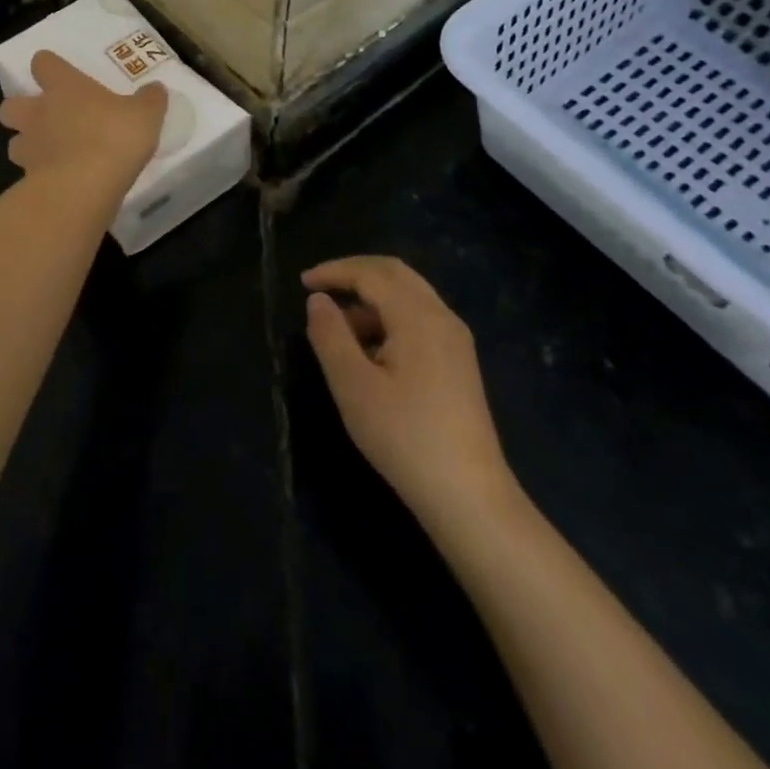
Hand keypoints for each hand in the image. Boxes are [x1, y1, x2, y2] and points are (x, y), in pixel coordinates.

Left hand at [0, 50, 166, 191]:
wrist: (84, 186)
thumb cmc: (114, 137)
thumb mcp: (145, 115)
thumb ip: (150, 100)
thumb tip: (156, 89)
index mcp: (63, 87)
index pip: (42, 63)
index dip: (48, 66)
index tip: (59, 73)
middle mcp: (38, 112)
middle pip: (9, 104)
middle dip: (21, 109)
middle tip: (45, 118)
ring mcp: (29, 146)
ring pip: (14, 141)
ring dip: (27, 145)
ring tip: (49, 154)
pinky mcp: (27, 179)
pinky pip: (27, 173)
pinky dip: (38, 175)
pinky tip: (60, 182)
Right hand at [304, 256, 518, 535]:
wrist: (468, 497)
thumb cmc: (404, 437)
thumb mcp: (352, 386)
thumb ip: (330, 335)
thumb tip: (318, 301)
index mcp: (418, 316)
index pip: (371, 273)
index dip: (334, 271)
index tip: (301, 282)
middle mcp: (442, 317)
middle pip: (395, 274)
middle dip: (354, 273)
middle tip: (319, 286)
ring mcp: (455, 340)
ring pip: (409, 295)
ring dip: (371, 298)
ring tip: (338, 326)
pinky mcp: (459, 362)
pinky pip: (419, 318)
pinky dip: (389, 317)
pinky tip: (370, 349)